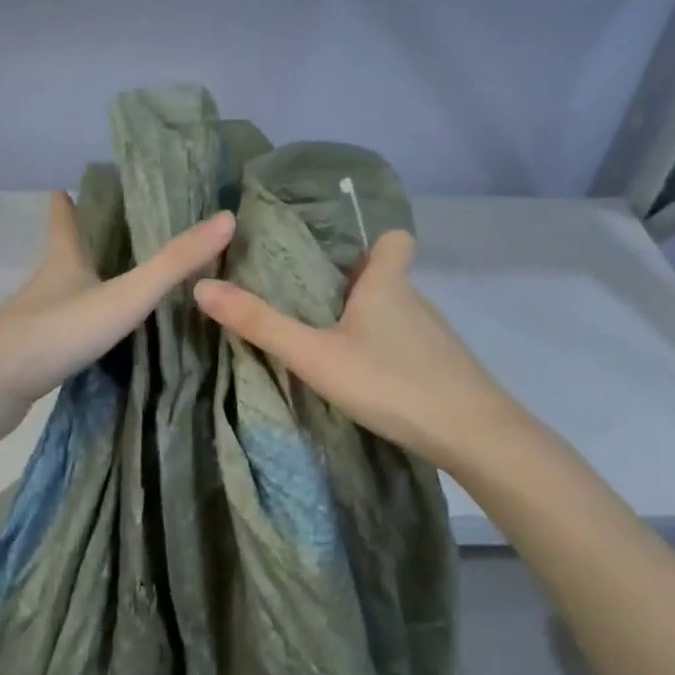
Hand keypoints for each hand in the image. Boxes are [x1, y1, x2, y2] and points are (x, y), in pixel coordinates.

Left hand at [0, 190, 234, 429]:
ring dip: (78, 286)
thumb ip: (173, 264)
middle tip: (98, 234)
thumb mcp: (125, 296)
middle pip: (60, 257)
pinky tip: (90, 340)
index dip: (64, 205)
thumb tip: (226, 219)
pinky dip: (75, 326)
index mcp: (64, 262)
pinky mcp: (31, 355)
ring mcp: (33, 321)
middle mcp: (45, 286)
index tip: (61, 188)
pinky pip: (58, 332)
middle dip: (76, 244)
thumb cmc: (59, 331)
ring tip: (103, 284)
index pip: (64, 223)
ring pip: (59, 295)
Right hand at [193, 229, 505, 469]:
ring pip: (397, 315)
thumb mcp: (314, 355)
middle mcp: (415, 301)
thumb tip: (202, 287)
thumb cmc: (390, 381)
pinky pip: (409, 346)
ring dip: (368, 324)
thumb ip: (261, 324)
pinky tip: (368, 381)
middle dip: (354, 288)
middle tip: (312, 309)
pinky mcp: (445, 368)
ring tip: (332, 347)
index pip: (395, 239)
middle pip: (387, 278)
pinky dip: (387, 353)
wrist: (472, 434)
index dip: (371, 243)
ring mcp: (435, 336)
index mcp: (387, 284)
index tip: (339, 260)